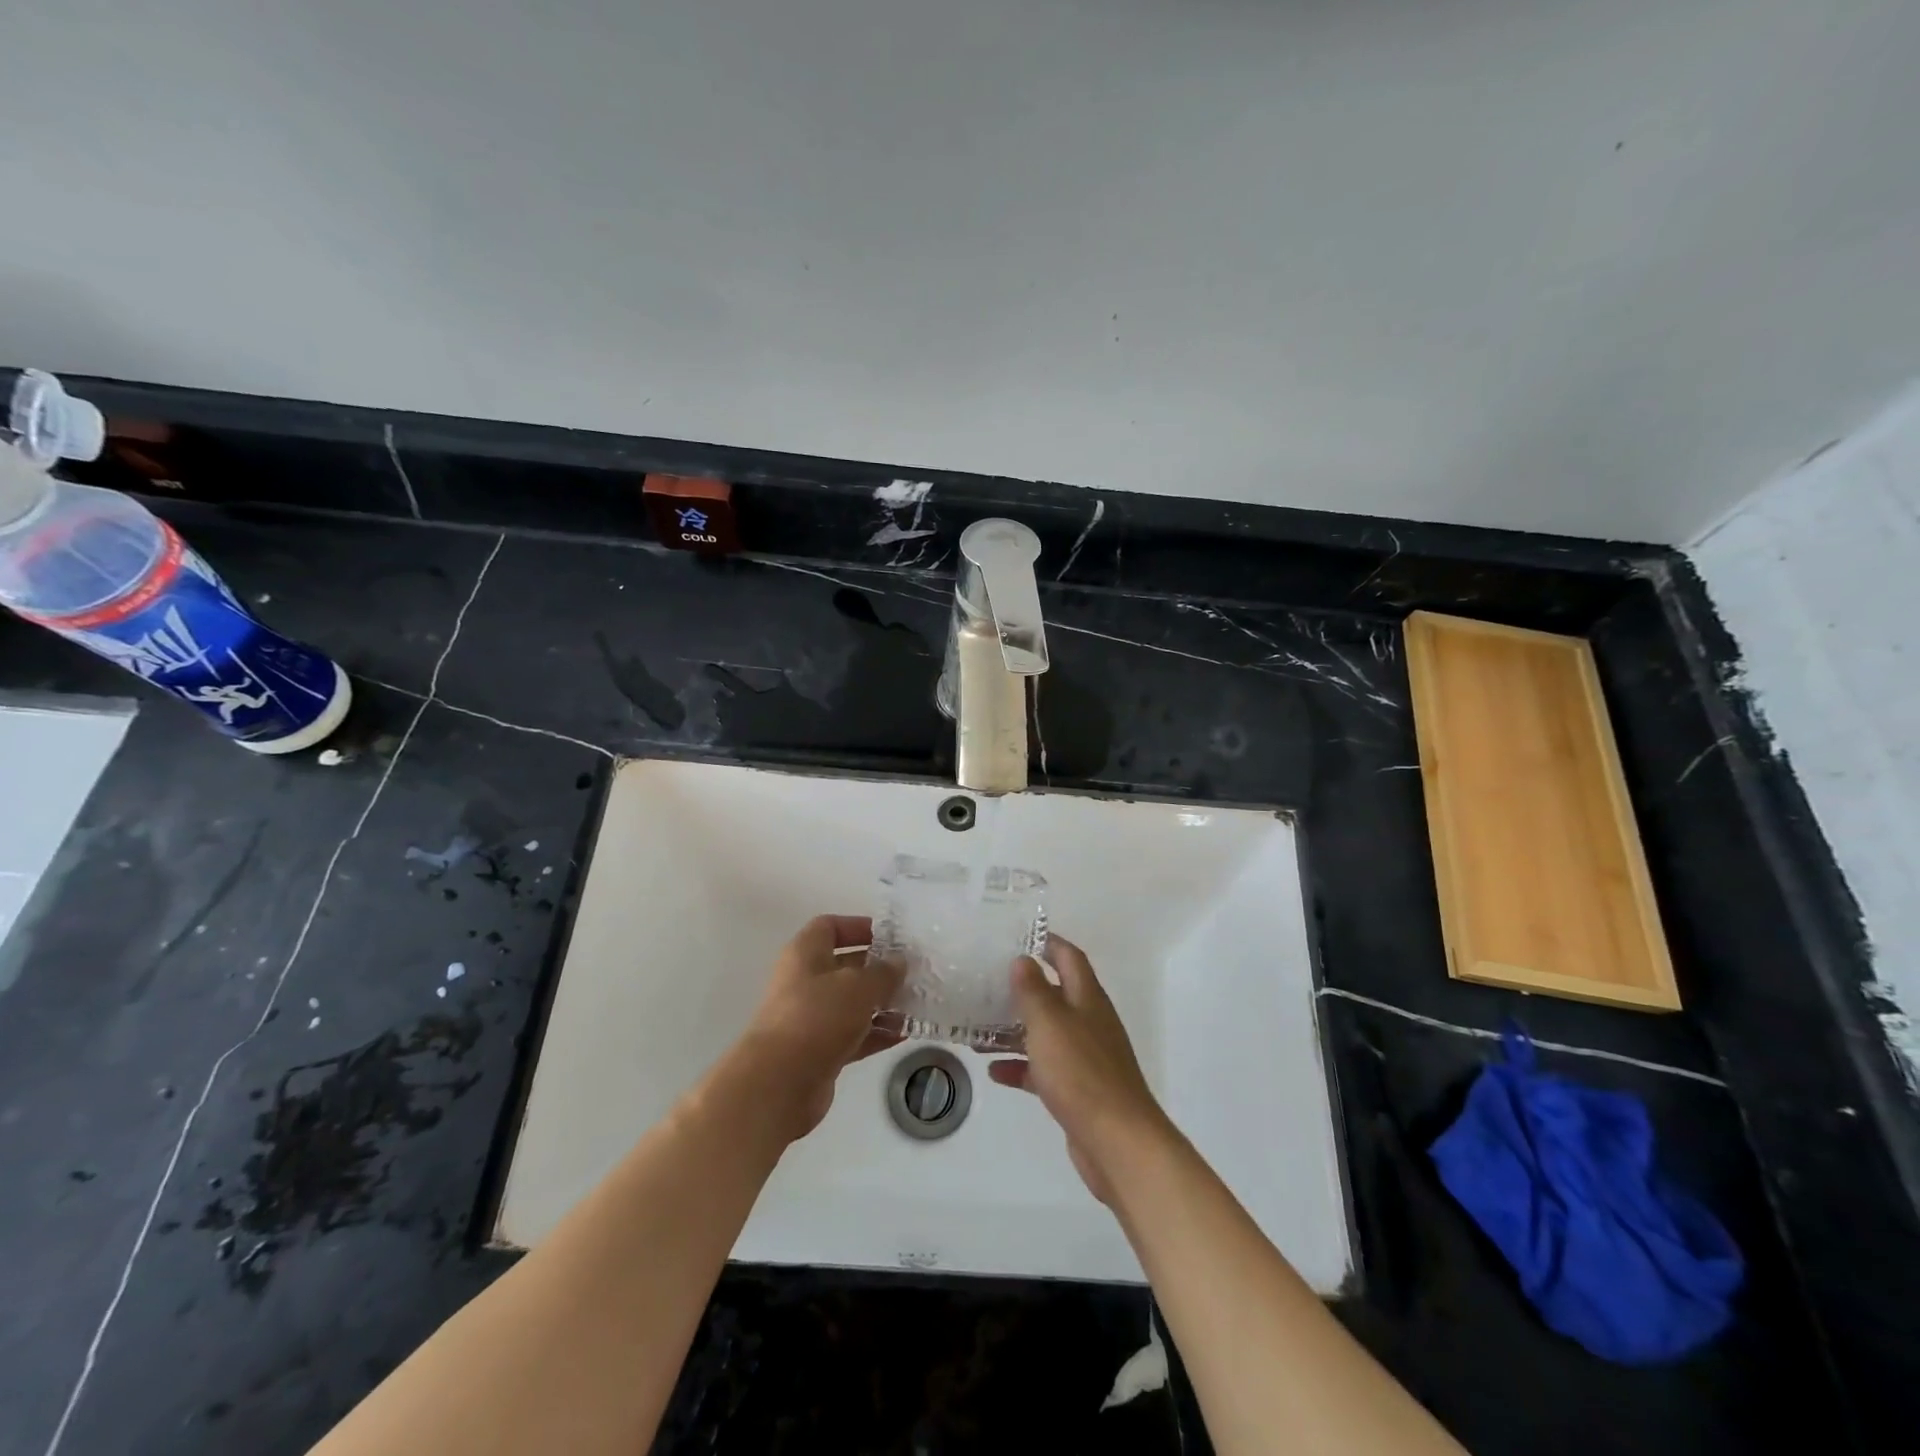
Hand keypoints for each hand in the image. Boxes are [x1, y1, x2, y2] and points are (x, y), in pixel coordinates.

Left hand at [730, 915, 903, 1143]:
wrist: (780, 1082)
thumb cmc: (817, 1016)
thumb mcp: (858, 986)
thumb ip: (883, 972)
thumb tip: (899, 962)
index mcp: (805, 954)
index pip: (829, 927)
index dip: (858, 927)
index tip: (890, 937)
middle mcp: (805, 981)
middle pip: (845, 966)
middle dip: (878, 969)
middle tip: (912, 972)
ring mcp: (811, 1018)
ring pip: (852, 1003)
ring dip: (882, 1003)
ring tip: (916, 1004)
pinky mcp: (819, 1051)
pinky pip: (854, 1035)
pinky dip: (877, 1033)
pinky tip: (905, 1033)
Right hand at [988, 935, 1173, 1203]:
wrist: (1117, 1142)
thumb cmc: (1081, 1073)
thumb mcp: (1050, 1023)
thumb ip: (1033, 990)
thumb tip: (1023, 959)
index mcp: (1087, 999)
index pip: (1069, 958)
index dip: (1049, 943)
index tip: (1019, 936)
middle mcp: (1089, 1022)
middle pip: (1056, 994)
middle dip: (1025, 987)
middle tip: (988, 981)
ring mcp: (1085, 1057)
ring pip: (1047, 1033)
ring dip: (1017, 1029)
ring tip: (981, 1025)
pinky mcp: (1078, 1090)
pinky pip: (1045, 1069)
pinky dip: (1021, 1067)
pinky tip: (994, 1071)